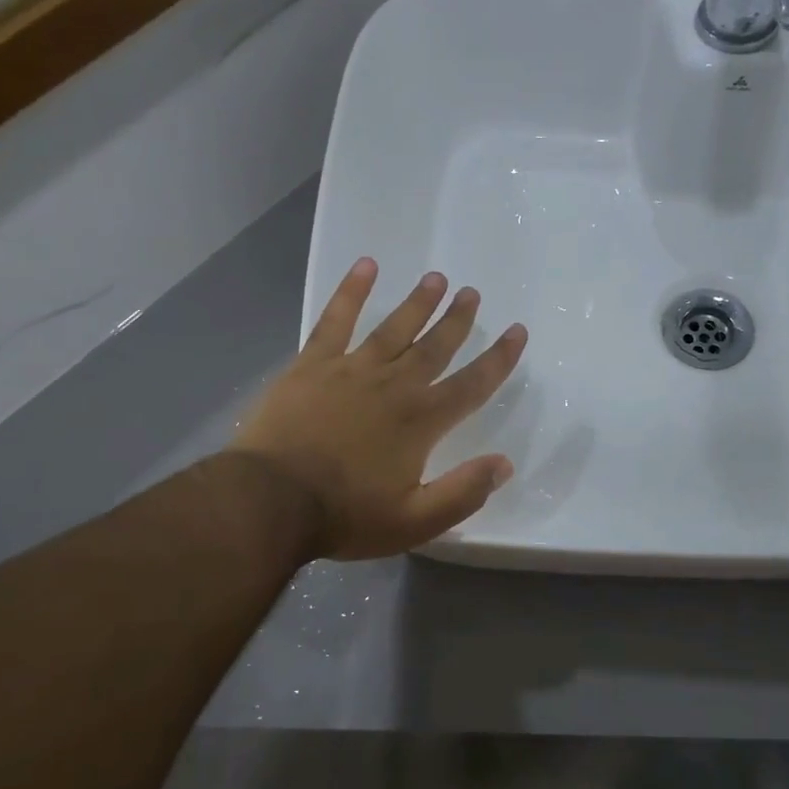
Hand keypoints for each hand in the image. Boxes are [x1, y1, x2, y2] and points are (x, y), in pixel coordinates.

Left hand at [231, 259, 527, 560]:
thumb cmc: (346, 515)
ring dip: (417, 303)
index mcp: (421, 421)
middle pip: (434, 346)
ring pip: (393, 328)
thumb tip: (504, 464)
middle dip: (457, 320)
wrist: (271, 500)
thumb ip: (463, 492)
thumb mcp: (415, 521)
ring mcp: (351, 370)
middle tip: (472, 293)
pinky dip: (352, 292)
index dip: (499, 359)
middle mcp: (393, 386)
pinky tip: (366, 266)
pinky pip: (335, 320)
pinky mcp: (312, 365)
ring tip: (436, 279)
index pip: (472, 384)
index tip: (518, 332)